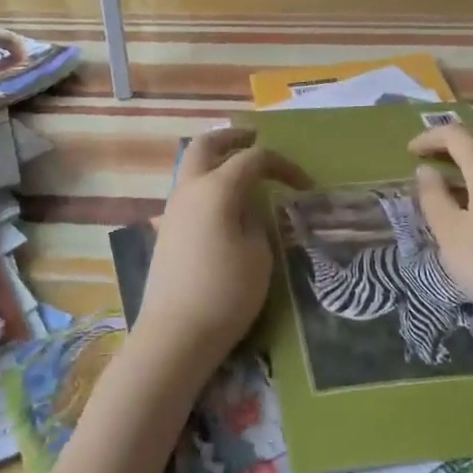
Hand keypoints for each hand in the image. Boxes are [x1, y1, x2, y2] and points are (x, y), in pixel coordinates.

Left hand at [131, 128, 308, 383]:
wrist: (174, 336)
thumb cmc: (225, 293)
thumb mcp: (259, 255)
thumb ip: (257, 220)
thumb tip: (249, 208)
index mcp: (217, 188)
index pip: (254, 158)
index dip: (283, 165)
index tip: (305, 185)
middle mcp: (190, 188)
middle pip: (206, 144)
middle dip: (233, 136)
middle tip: (255, 138)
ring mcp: (173, 208)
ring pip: (192, 165)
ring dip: (217, 159)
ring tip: (243, 171)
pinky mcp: (167, 230)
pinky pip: (189, 189)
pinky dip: (208, 182)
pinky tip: (225, 204)